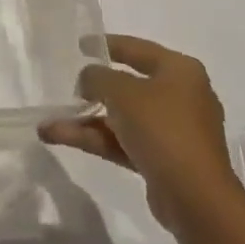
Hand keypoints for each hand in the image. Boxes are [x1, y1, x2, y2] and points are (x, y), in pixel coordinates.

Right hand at [39, 35, 240, 231]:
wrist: (196, 199)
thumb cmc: (162, 128)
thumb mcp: (121, 91)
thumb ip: (96, 77)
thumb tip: (88, 80)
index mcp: (180, 71)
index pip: (137, 49)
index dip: (107, 44)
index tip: (80, 46)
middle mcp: (181, 96)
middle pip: (129, 85)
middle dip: (94, 89)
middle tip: (69, 87)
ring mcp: (173, 131)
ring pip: (122, 117)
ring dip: (86, 120)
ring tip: (48, 123)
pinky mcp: (164, 160)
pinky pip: (124, 141)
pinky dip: (95, 139)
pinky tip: (59, 137)